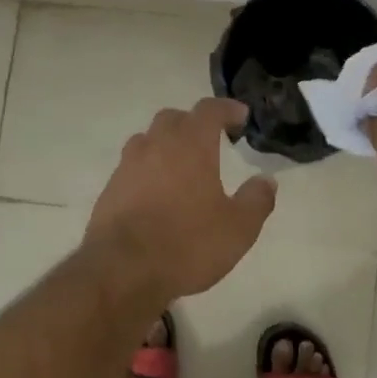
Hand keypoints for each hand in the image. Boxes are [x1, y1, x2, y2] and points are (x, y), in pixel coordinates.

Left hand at [85, 97, 276, 300]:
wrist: (122, 269)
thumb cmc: (187, 244)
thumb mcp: (238, 228)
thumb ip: (256, 200)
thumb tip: (266, 180)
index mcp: (190, 145)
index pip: (209, 110)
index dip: (226, 109)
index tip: (240, 116)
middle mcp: (156, 146)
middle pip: (173, 119)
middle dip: (193, 123)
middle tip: (210, 139)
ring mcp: (127, 166)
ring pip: (147, 140)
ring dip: (166, 144)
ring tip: (181, 164)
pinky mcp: (110, 189)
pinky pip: (131, 167)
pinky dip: (147, 170)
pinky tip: (156, 192)